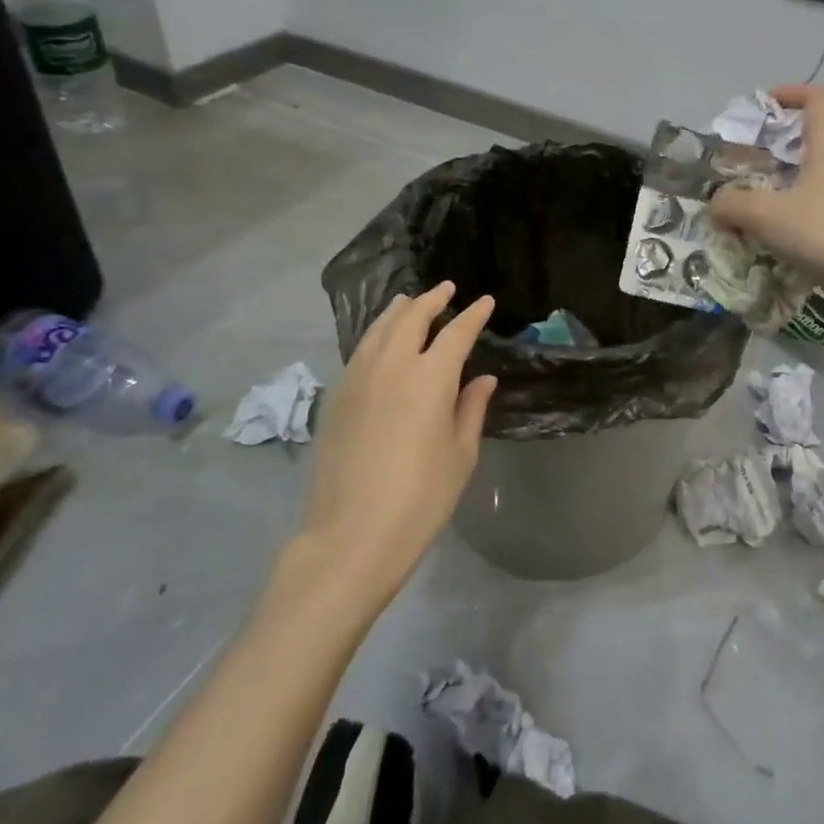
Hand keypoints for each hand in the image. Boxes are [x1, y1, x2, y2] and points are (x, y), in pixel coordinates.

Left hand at [290, 282, 496, 604]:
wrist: (352, 534)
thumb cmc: (421, 498)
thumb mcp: (460, 454)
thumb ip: (471, 409)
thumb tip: (483, 379)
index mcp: (431, 377)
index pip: (456, 332)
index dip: (473, 315)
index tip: (485, 301)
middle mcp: (393, 366)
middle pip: (412, 318)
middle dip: (431, 299)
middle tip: (446, 289)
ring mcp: (359, 378)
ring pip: (379, 329)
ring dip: (399, 310)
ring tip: (409, 301)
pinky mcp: (337, 397)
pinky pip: (360, 350)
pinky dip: (376, 334)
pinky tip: (381, 340)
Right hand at [709, 84, 823, 309]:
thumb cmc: (823, 235)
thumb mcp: (764, 216)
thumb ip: (731, 204)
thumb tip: (717, 204)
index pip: (818, 101)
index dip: (791, 93)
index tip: (764, 105)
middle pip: (816, 144)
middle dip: (780, 151)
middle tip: (750, 170)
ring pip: (821, 181)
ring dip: (792, 188)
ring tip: (762, 213)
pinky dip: (805, 217)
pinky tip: (786, 243)